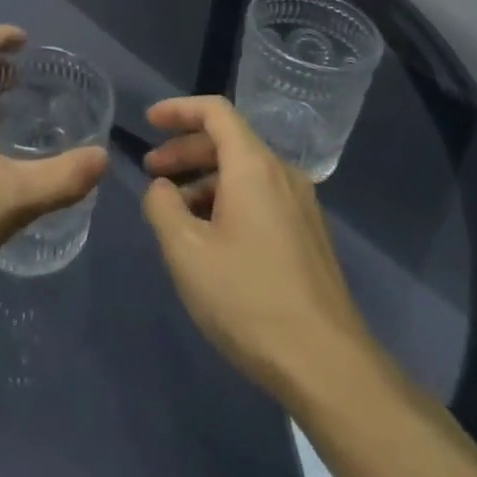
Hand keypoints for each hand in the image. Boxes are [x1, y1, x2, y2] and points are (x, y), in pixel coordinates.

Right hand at [141, 96, 373, 400]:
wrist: (328, 366)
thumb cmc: (248, 298)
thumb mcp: (186, 251)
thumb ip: (162, 207)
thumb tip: (161, 188)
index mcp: (254, 166)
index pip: (215, 112)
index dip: (178, 109)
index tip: (148, 121)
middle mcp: (283, 175)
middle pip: (229, 141)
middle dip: (185, 150)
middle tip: (151, 172)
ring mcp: (302, 207)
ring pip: (245, 173)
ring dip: (205, 180)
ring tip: (175, 213)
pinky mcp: (309, 238)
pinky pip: (261, 199)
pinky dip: (228, 201)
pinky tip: (210, 239)